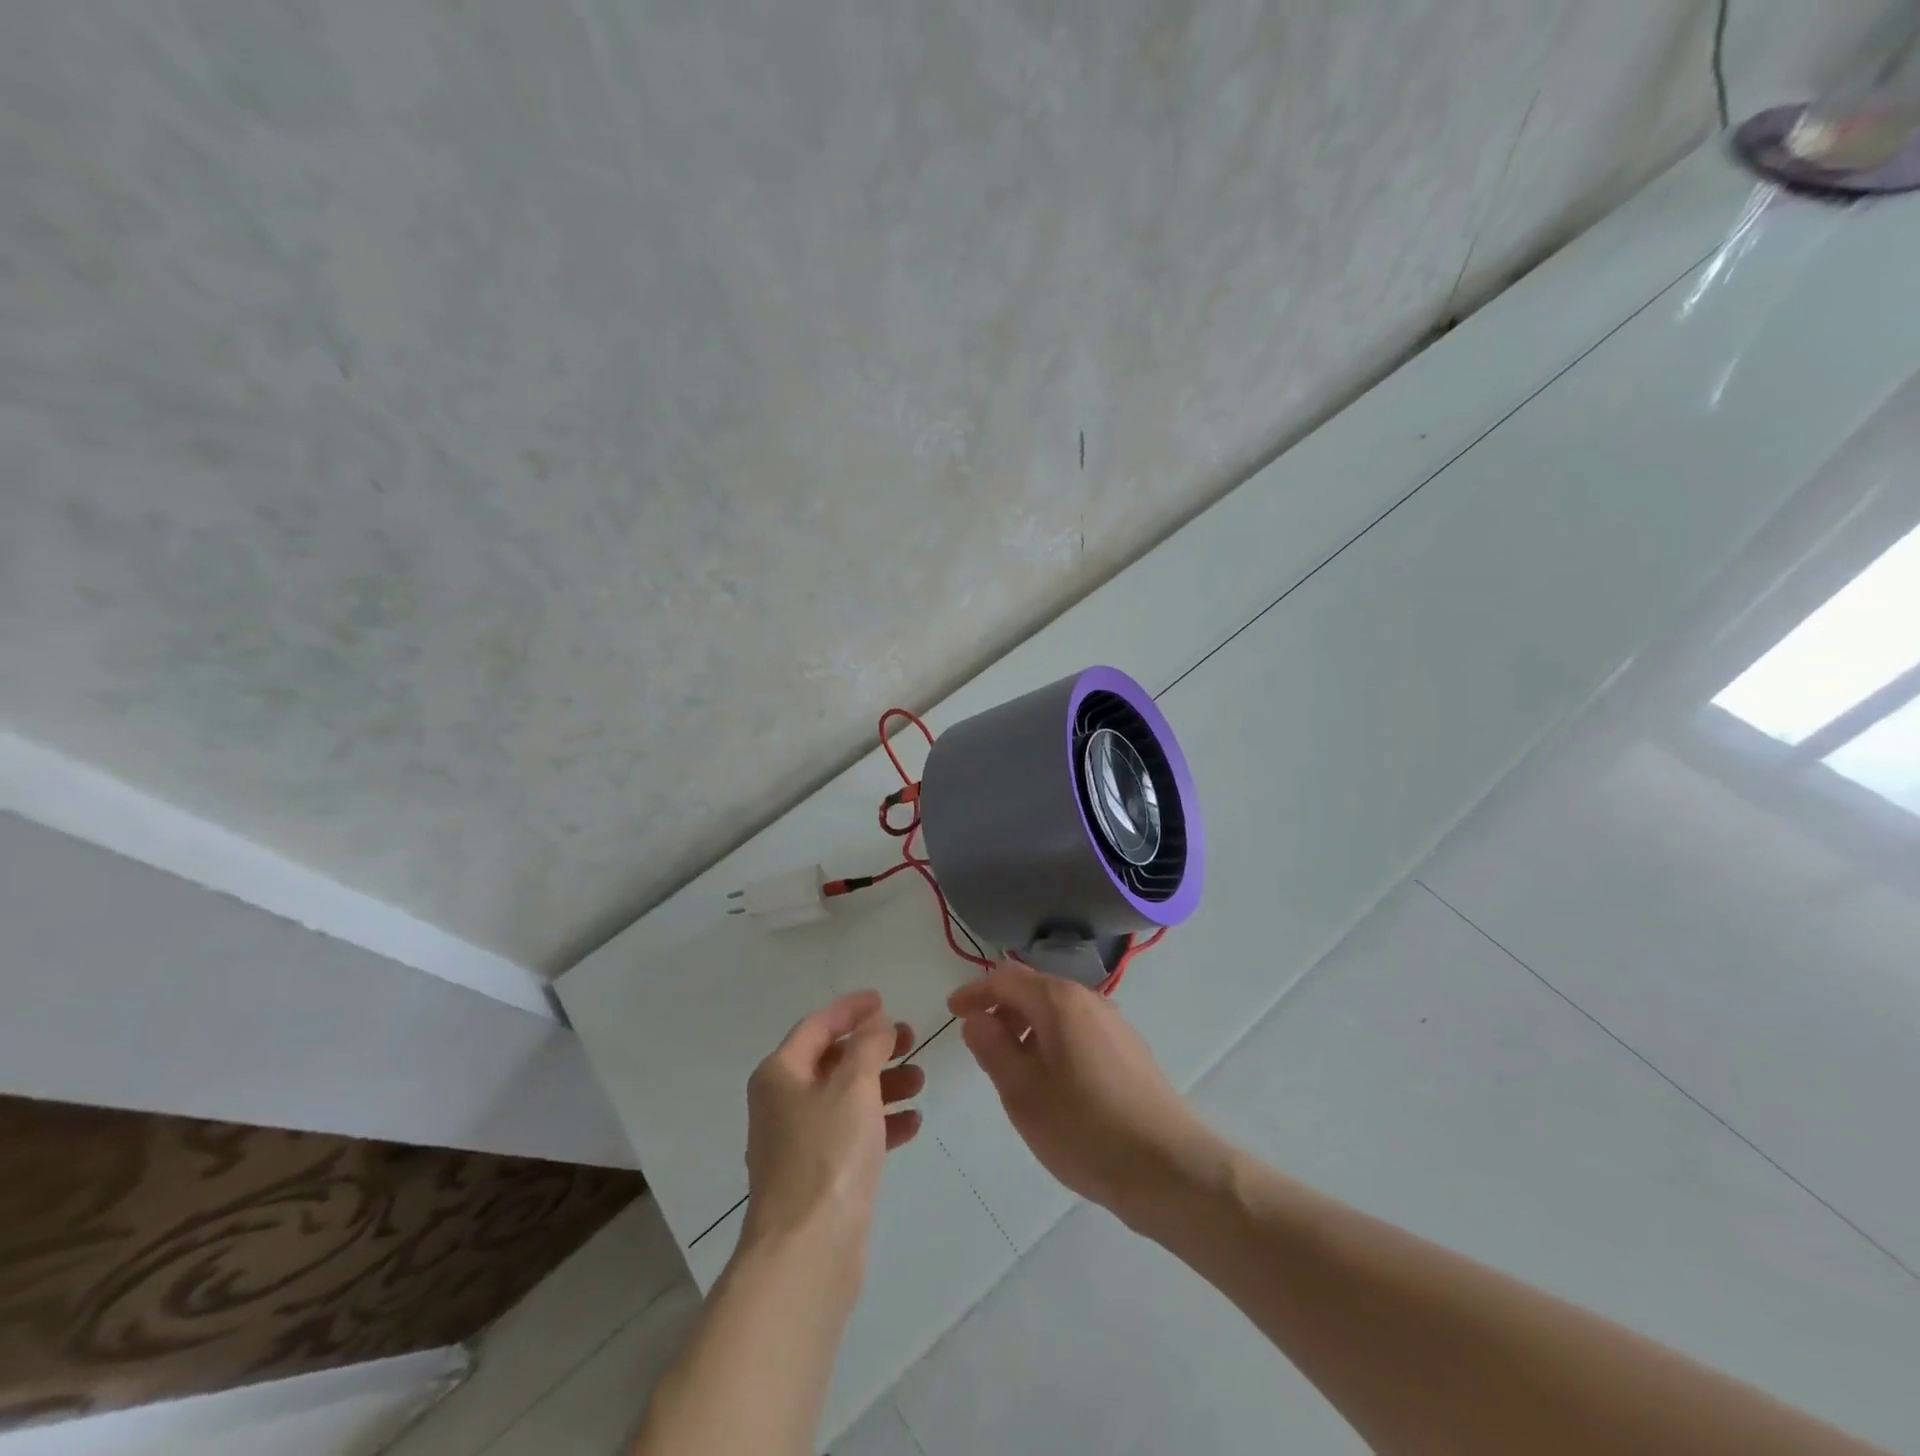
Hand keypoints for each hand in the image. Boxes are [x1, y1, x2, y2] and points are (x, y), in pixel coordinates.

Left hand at [742, 990, 923, 1266]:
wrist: (807, 1252)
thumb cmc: (827, 1154)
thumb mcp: (854, 1086)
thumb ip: (868, 1046)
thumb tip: (875, 1023)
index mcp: (781, 1073)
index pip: (818, 1025)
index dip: (851, 1008)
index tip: (883, 998)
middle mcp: (783, 1101)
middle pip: (833, 1060)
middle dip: (873, 1047)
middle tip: (910, 1038)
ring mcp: (798, 1141)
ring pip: (846, 1097)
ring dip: (883, 1084)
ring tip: (921, 1080)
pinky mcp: (817, 1174)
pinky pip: (851, 1133)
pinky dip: (880, 1122)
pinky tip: (913, 1123)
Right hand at [947, 959, 1220, 1222]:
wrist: (1169, 1167)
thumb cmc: (1084, 1128)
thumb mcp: (1022, 1092)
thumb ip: (992, 1047)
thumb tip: (978, 1018)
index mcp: (1059, 1001)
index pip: (1006, 978)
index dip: (975, 992)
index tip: (953, 1013)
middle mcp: (1089, 1000)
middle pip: (1034, 990)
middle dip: (1002, 1010)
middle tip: (980, 1045)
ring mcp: (1114, 1024)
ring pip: (1058, 1012)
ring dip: (1028, 1029)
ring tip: (1012, 1070)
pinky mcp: (1130, 1051)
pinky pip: (1079, 1031)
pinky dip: (1053, 1043)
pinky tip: (1052, 1084)